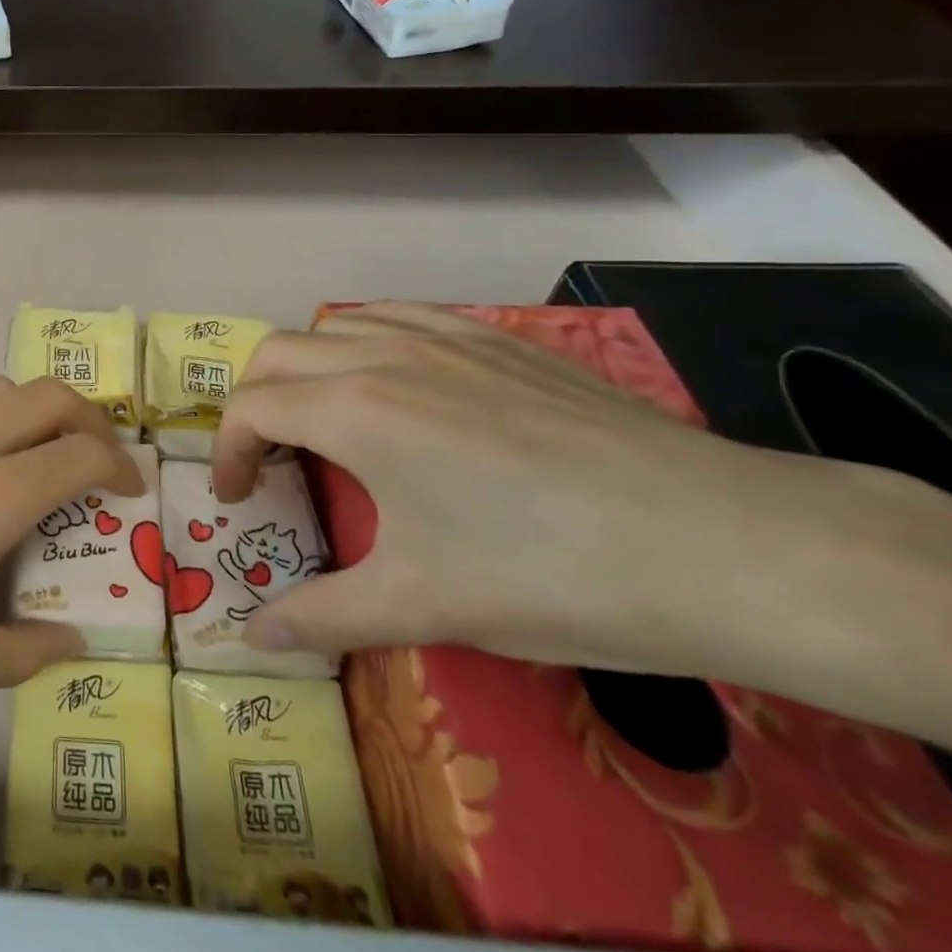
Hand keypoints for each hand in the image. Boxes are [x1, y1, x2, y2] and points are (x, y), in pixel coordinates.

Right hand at [209, 303, 900, 677]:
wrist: (723, 544)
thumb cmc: (550, 574)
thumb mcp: (423, 605)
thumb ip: (323, 615)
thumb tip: (252, 636)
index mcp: (355, 409)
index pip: (251, 407)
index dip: (227, 452)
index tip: (237, 498)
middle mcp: (384, 354)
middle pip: (278, 353)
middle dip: (253, 402)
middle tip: (268, 458)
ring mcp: (444, 336)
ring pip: (335, 324)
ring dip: (306, 366)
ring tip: (323, 419)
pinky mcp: (496, 338)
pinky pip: (398, 316)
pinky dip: (364, 341)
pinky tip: (395, 383)